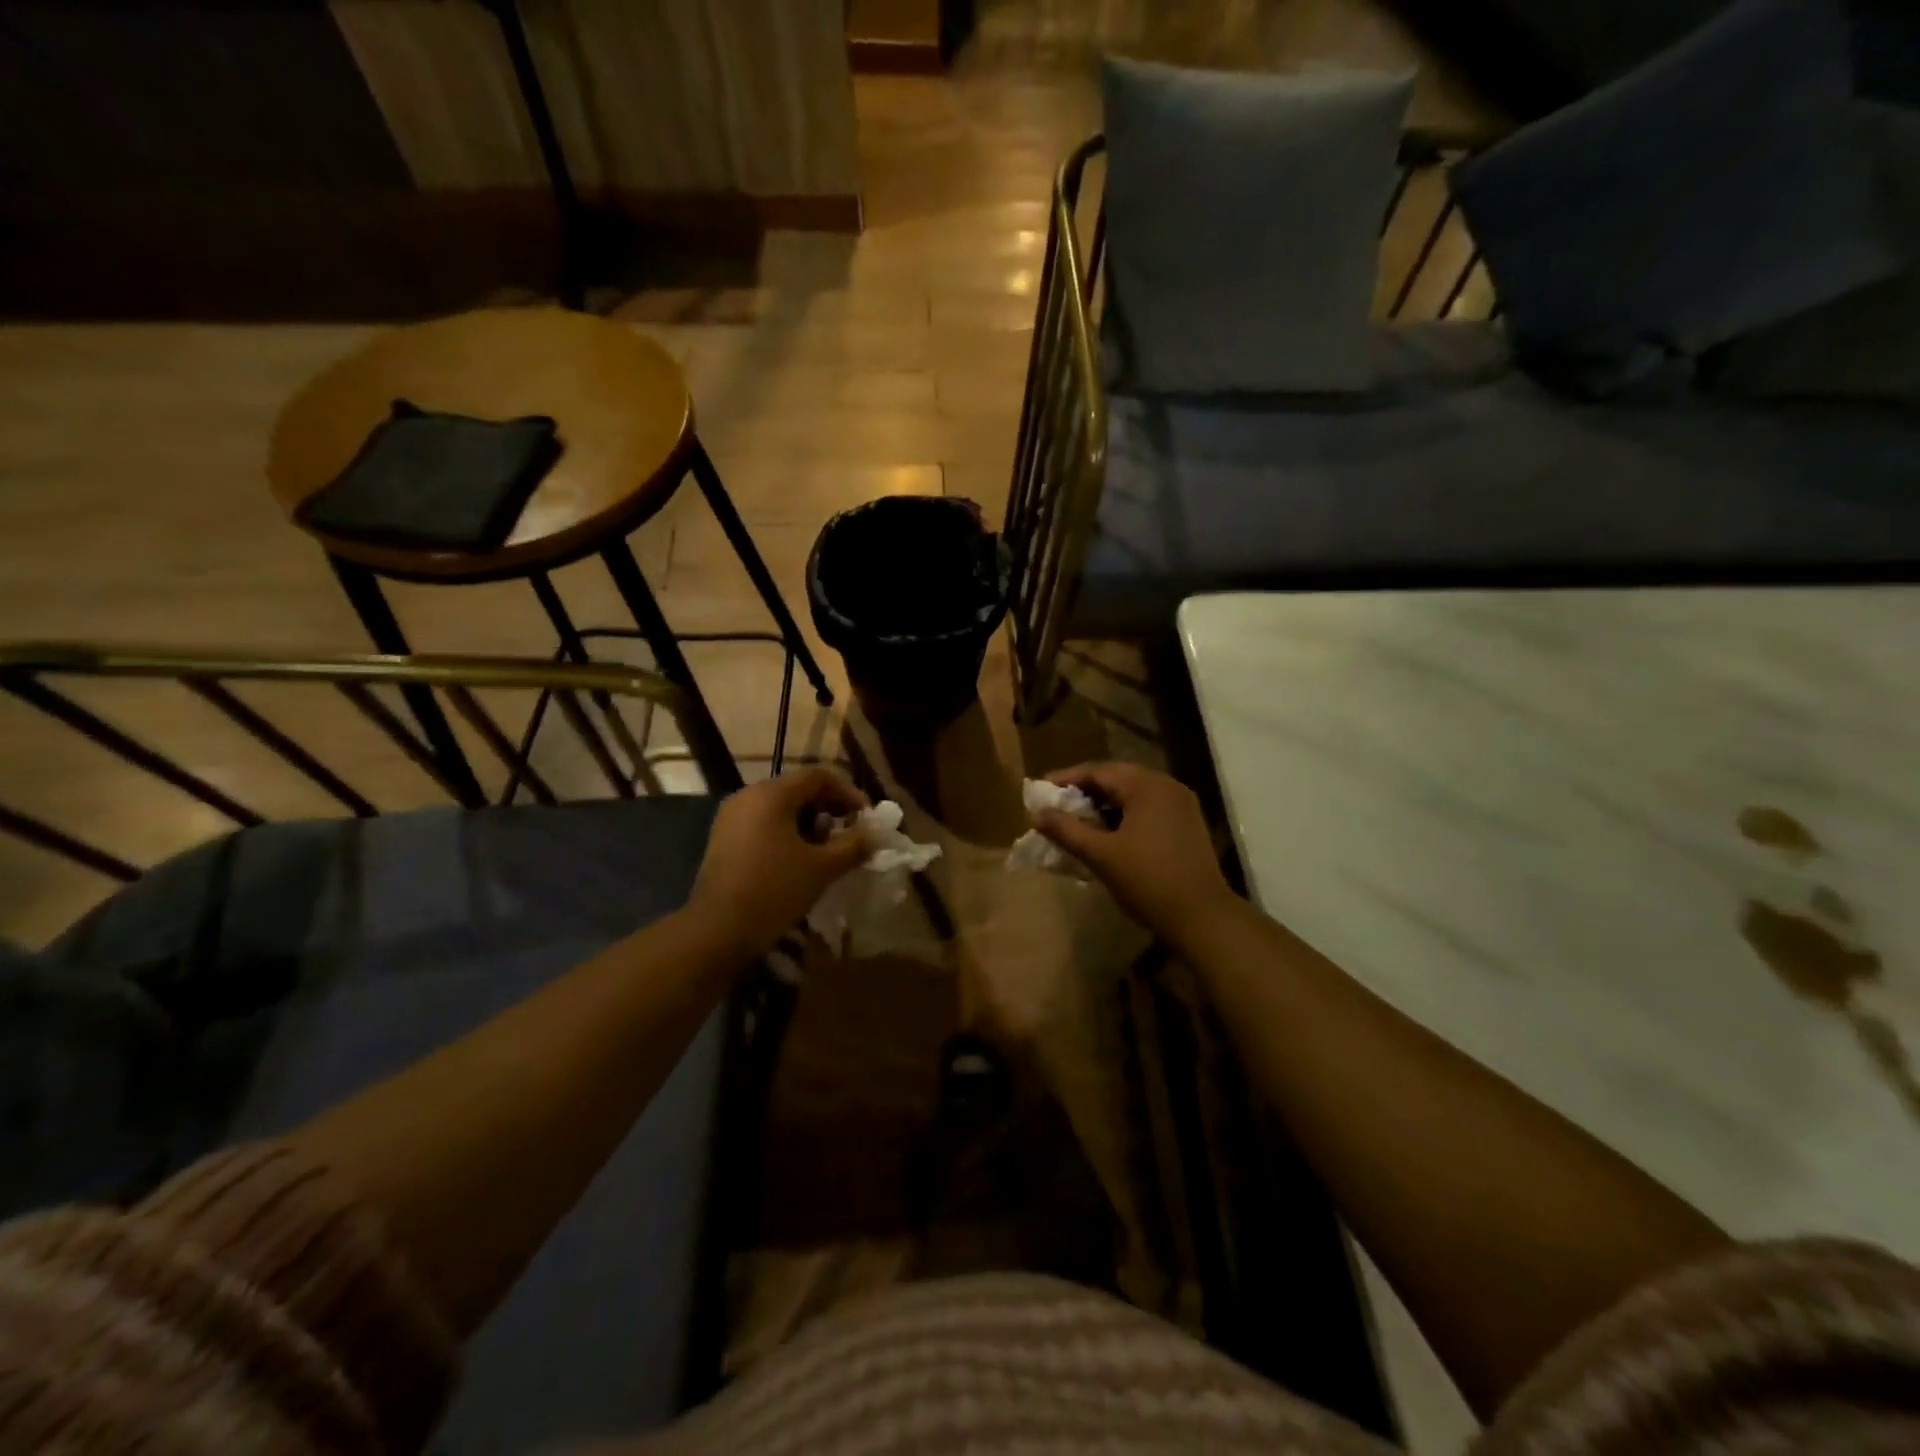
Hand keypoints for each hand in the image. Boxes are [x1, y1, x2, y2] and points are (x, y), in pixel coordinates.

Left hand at [687, 768, 869, 958]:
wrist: (716, 931)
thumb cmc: (774, 891)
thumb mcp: (822, 868)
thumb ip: (853, 846)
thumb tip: (876, 835)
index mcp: (771, 794)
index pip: (818, 776)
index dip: (847, 793)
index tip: (865, 817)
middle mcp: (747, 796)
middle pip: (797, 789)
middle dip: (828, 808)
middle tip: (849, 832)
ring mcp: (731, 818)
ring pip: (779, 808)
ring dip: (808, 822)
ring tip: (826, 849)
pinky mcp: (723, 840)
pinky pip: (762, 823)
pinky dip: (786, 833)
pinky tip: (798, 860)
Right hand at [1037, 762, 1238, 945]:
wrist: (1202, 916)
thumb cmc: (1148, 881)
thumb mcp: (1101, 855)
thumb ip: (1067, 830)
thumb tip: (1037, 814)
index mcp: (1146, 786)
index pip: (1098, 771)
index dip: (1066, 779)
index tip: (1041, 790)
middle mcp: (1166, 786)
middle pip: (1116, 779)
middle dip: (1084, 791)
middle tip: (1056, 806)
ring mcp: (1181, 804)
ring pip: (1133, 795)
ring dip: (1104, 805)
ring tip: (1077, 821)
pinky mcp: (1187, 824)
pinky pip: (1147, 809)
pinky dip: (1124, 816)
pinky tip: (1107, 835)